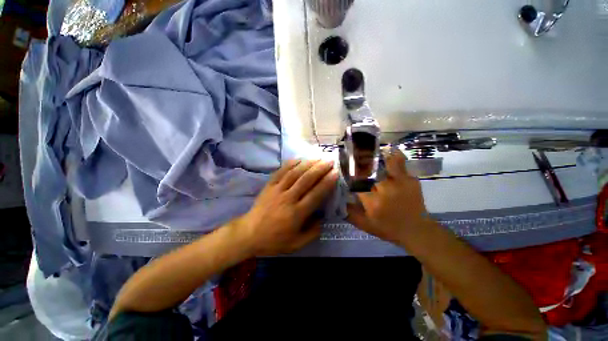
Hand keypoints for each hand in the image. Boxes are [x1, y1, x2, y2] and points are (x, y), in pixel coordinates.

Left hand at [238, 159, 337, 255]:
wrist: (249, 234)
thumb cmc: (274, 240)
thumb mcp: (297, 244)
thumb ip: (313, 232)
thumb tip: (322, 218)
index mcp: (296, 214)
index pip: (315, 195)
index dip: (326, 183)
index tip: (335, 173)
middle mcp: (288, 198)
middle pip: (306, 180)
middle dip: (319, 169)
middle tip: (329, 161)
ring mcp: (277, 190)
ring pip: (294, 173)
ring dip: (307, 164)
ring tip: (318, 158)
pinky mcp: (269, 186)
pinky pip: (280, 172)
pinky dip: (290, 164)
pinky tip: (299, 159)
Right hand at [347, 149, 431, 243]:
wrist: (416, 230)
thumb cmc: (388, 229)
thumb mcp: (365, 226)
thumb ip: (349, 214)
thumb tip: (337, 202)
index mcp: (373, 202)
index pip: (356, 183)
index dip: (348, 175)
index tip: (343, 170)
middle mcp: (385, 190)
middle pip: (368, 171)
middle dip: (358, 164)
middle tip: (352, 158)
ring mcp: (399, 183)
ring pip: (384, 163)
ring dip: (374, 157)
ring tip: (367, 150)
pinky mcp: (410, 180)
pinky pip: (400, 163)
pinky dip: (393, 156)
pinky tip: (386, 152)